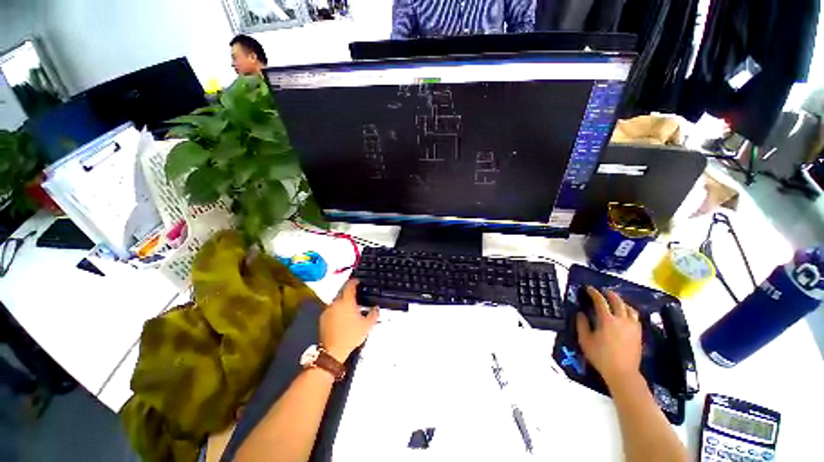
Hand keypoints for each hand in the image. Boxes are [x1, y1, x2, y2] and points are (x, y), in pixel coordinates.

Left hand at [320, 280, 378, 362]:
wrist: (333, 351)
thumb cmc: (351, 336)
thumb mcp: (367, 325)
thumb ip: (374, 314)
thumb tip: (376, 307)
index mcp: (347, 302)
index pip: (350, 285)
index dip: (355, 281)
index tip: (358, 281)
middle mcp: (336, 303)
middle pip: (342, 291)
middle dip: (349, 291)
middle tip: (356, 294)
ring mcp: (328, 310)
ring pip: (337, 300)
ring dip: (343, 300)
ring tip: (350, 307)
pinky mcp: (323, 317)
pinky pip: (331, 308)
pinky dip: (337, 308)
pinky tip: (342, 316)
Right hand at [576, 286, 641, 387]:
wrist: (622, 372)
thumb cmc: (600, 356)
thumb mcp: (585, 340)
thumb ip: (582, 324)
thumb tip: (581, 313)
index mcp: (607, 320)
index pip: (600, 301)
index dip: (594, 293)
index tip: (589, 288)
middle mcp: (621, 320)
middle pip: (617, 301)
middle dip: (610, 294)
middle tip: (603, 292)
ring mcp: (632, 326)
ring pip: (629, 308)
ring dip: (621, 302)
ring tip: (615, 301)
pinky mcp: (639, 333)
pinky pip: (635, 317)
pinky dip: (629, 311)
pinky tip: (626, 315)